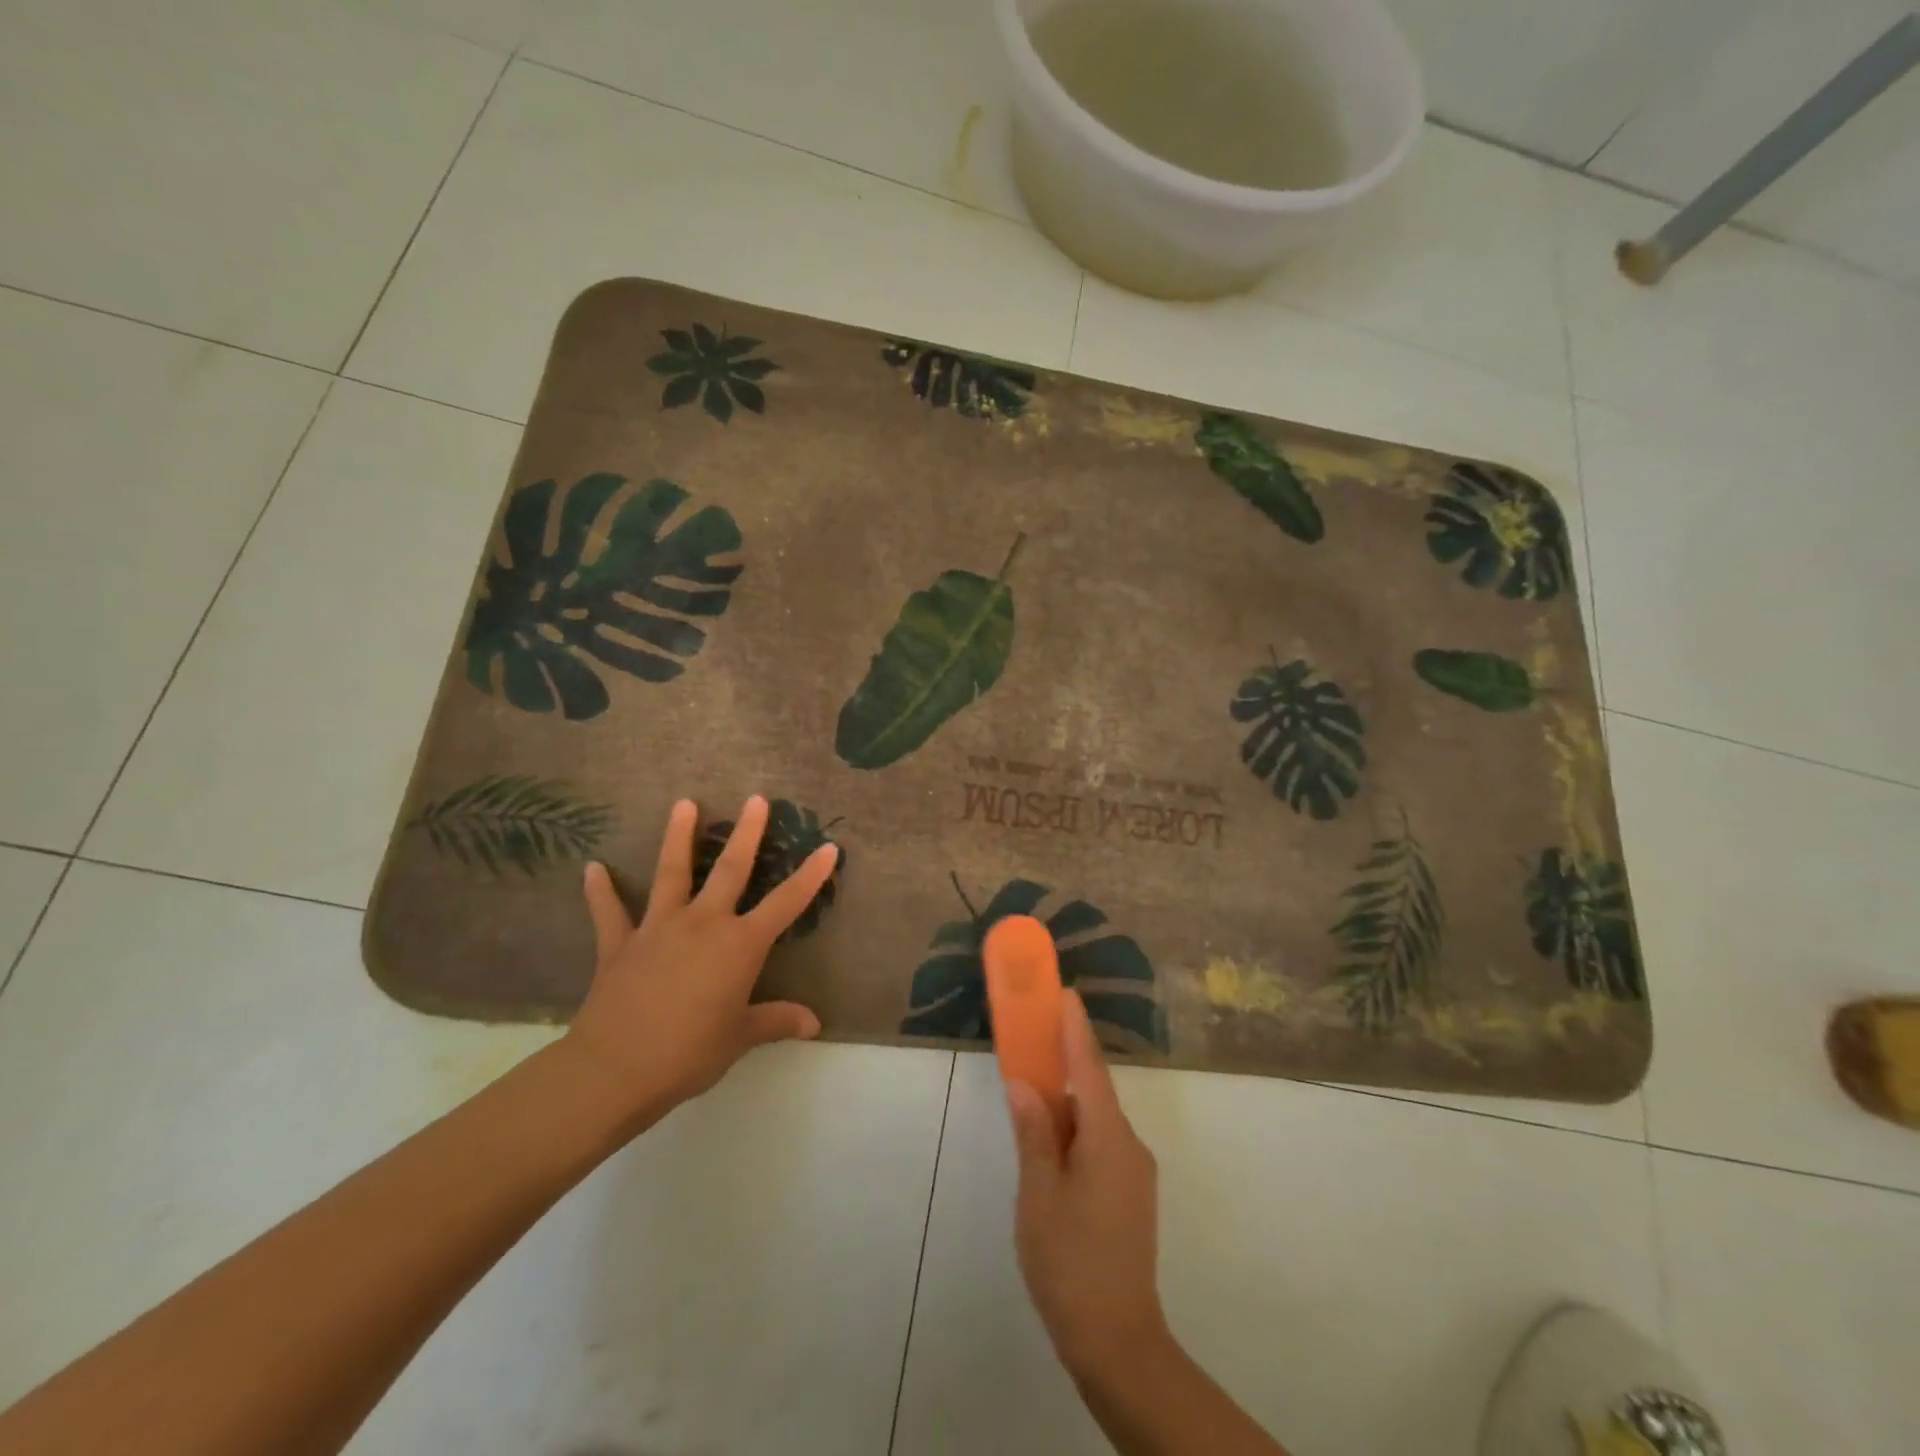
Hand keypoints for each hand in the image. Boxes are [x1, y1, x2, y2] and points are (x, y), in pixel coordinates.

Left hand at [561, 795, 836, 1128]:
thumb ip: (776, 1021)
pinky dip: (601, 890)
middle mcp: (703, 924)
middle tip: (756, 798)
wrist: (615, 1070)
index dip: (810, 876)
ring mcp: (658, 928)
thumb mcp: (740, 1038)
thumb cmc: (689, 1053)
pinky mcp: (619, 944)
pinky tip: (593, 868)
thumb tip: (814, 1024)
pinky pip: (609, 912)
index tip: (828, 847)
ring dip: (678, 837)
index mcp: (739, 945)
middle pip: (729, 870)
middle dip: (747, 833)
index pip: (785, 904)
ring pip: (671, 873)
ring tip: (684, 803)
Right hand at [1006, 992, 1172, 1381]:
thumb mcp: (1038, 1195)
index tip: (1066, 993)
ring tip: (1033, 1086)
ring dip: (1068, 1097)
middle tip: (1037, 1032)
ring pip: (1097, 1118)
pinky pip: (1101, 1141)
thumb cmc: (1070, 1262)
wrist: (1118, 1342)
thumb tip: (1024, 1084)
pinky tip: (1053, 1139)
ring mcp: (1134, 1171)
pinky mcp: (1130, 1193)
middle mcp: (1128, 1145)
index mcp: (1108, 1138)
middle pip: (1094, 1089)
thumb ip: (1033, 1133)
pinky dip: (1076, 1126)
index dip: (1075, 1029)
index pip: (1088, 1068)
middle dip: (1067, 1058)